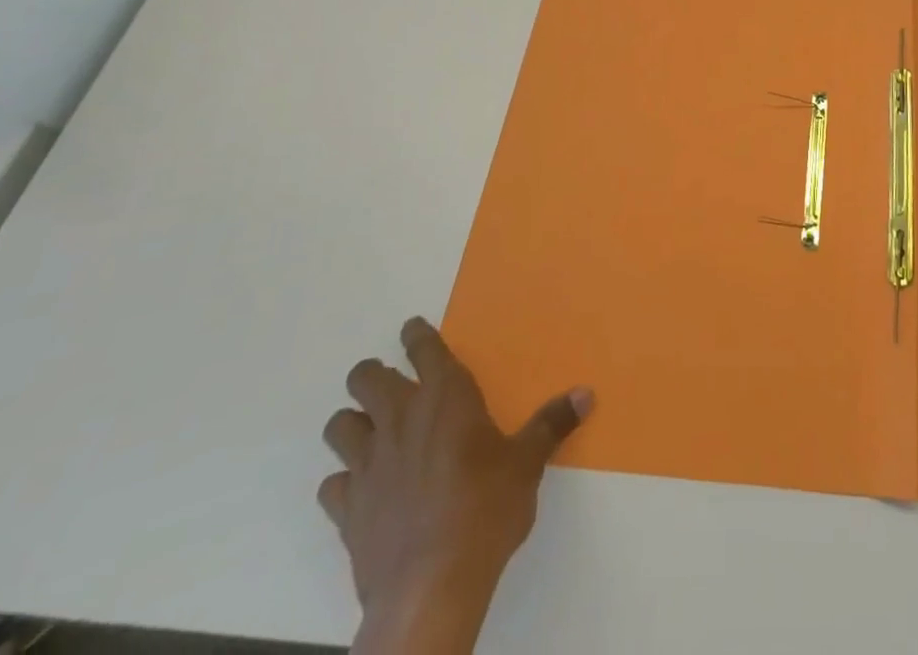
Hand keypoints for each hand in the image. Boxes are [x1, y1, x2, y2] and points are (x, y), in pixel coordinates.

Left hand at [320, 317, 592, 652]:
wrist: (430, 587)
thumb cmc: (486, 509)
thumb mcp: (528, 463)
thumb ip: (551, 424)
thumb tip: (586, 393)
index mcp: (446, 397)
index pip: (424, 349)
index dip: (416, 335)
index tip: (413, 329)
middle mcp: (400, 419)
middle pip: (366, 378)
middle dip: (372, 375)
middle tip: (389, 384)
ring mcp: (367, 464)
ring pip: (339, 425)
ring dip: (352, 424)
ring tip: (371, 433)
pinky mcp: (347, 510)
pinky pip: (331, 484)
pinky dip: (344, 482)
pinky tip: (361, 490)